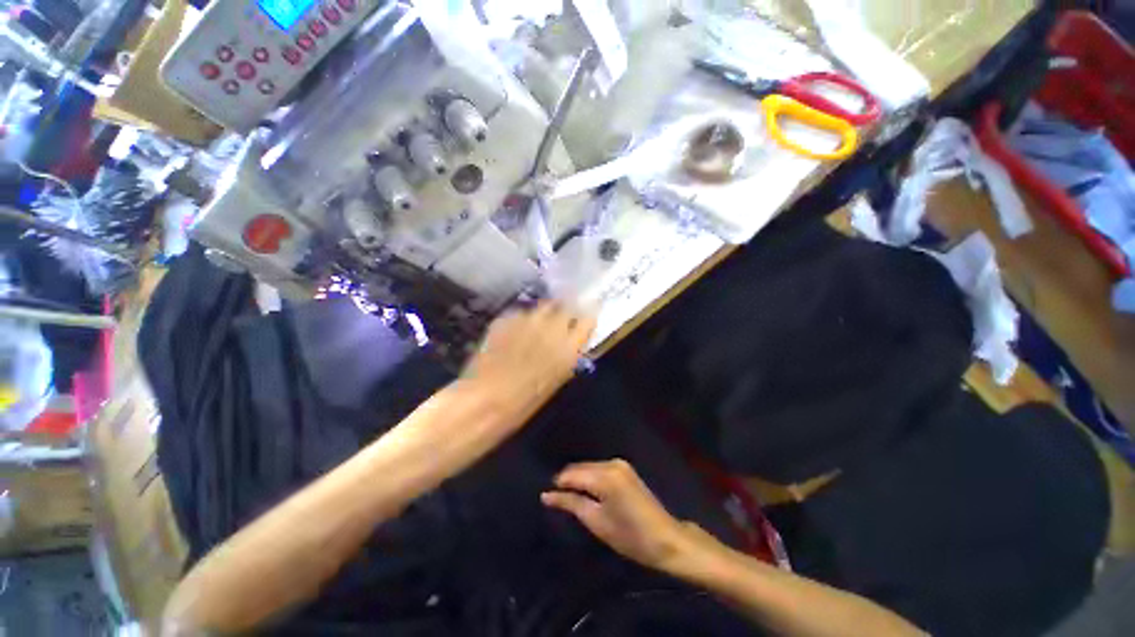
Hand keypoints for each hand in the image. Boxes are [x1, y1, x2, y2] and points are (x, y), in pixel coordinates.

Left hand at [462, 301, 595, 413]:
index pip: (588, 320)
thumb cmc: (524, 402)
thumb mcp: (555, 382)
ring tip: (536, 325)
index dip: (587, 317)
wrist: (485, 401)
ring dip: (544, 314)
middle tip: (559, 319)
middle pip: (566, 306)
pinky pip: (520, 313)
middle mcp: (551, 329)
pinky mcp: (506, 318)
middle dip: (565, 311)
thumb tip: (570, 344)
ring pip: (543, 306)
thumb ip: (566, 358)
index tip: (585, 317)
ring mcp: (527, 321)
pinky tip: (514, 332)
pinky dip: (521, 320)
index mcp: (568, 349)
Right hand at [541, 459, 695, 571]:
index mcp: (604, 475)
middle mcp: (611, 463)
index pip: (571, 473)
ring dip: (579, 480)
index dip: (558, 485)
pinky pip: (600, 469)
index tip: (548, 498)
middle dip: (568, 481)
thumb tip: (546, 495)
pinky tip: (589, 493)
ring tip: (572, 499)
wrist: (666, 539)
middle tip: (558, 501)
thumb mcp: (596, 522)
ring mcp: (620, 464)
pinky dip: (591, 479)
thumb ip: (570, 504)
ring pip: (589, 467)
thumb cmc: (630, 536)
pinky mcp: (625, 469)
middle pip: (580, 467)